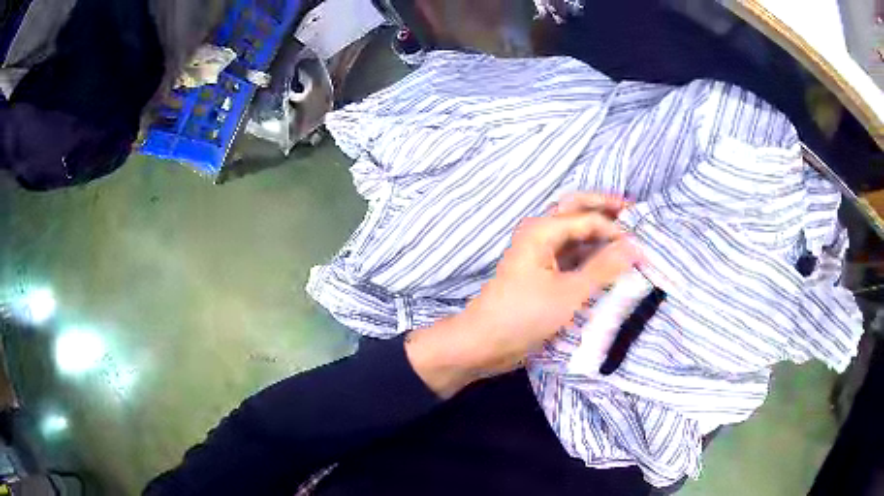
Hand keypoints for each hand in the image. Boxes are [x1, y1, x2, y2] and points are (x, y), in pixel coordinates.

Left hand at [405, 193, 644, 397]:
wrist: (483, 343)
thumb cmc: (524, 316)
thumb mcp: (568, 293)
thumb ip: (603, 268)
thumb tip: (635, 246)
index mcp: (542, 230)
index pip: (588, 219)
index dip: (616, 230)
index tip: (642, 246)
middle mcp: (540, 234)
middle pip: (577, 212)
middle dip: (605, 210)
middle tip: (634, 213)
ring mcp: (540, 254)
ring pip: (575, 234)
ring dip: (599, 234)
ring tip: (628, 239)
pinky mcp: (542, 274)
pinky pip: (571, 256)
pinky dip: (589, 255)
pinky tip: (608, 262)